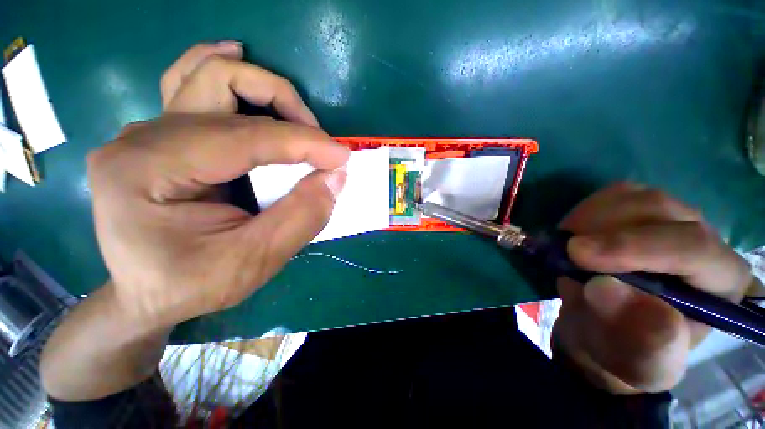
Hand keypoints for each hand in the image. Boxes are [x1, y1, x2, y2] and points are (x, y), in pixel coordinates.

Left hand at [87, 44, 348, 329]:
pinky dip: (226, 75)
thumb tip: (335, 178)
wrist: (147, 294)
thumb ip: (300, 218)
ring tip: (296, 109)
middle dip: (284, 107)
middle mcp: (141, 138)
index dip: (304, 143)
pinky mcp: (162, 138)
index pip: (244, 137)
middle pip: (221, 86)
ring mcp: (148, 132)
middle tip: (319, 140)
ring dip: (261, 87)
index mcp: (147, 170)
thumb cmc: (191, 285)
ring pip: (206, 76)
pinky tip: (240, 63)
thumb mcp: (253, 262)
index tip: (343, 156)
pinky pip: (192, 86)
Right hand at [553, 183, 751, 393]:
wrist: (605, 332)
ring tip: (567, 245)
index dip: (634, 246)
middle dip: (605, 227)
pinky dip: (585, 211)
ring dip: (590, 217)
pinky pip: (611, 195)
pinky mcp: (636, 213)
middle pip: (660, 209)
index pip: (693, 246)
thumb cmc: (627, 352)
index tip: (577, 255)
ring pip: (633, 195)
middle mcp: (703, 241)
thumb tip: (605, 288)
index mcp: (721, 282)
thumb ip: (638, 336)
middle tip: (565, 251)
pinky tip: (575, 234)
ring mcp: (669, 221)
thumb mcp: (637, 362)